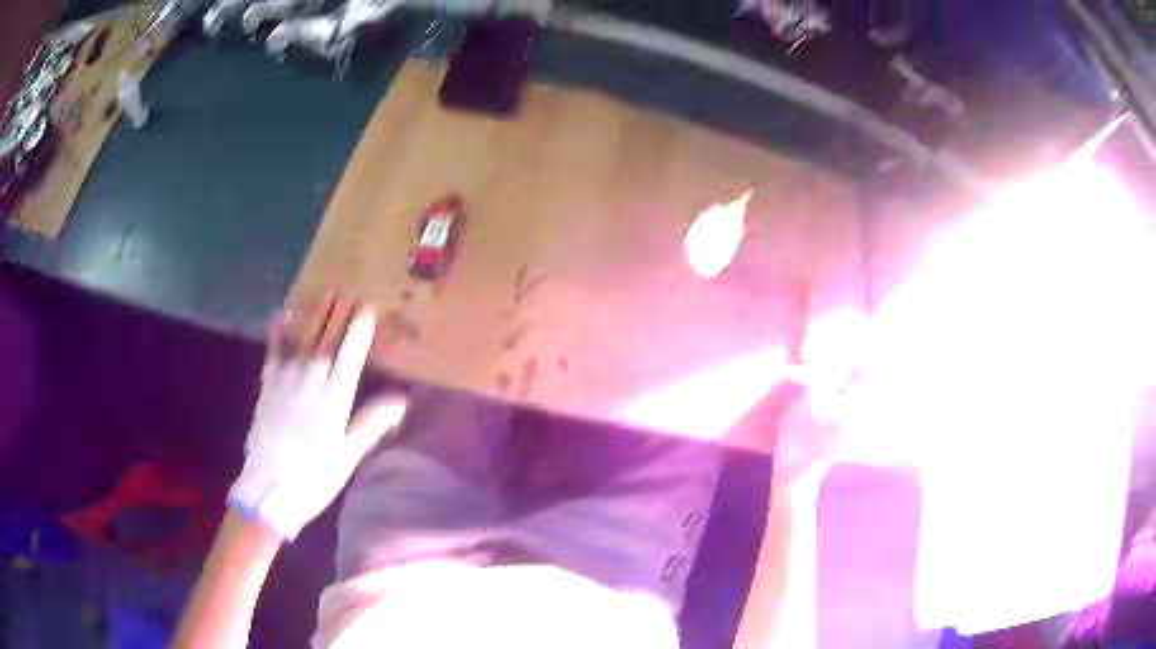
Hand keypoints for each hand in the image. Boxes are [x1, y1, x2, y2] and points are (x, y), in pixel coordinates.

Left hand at [228, 294, 406, 539]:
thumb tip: (401, 398)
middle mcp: (311, 379)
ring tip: (324, 294)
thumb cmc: (314, 475)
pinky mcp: (267, 385)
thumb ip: (371, 423)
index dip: (359, 329)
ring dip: (314, 314)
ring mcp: (286, 379)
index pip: (350, 354)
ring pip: (303, 338)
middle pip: (327, 339)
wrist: (269, 488)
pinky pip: (273, 351)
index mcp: (335, 397)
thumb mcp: (348, 455)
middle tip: (348, 291)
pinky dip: (277, 332)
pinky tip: (278, 316)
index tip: (368, 307)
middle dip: (339, 314)